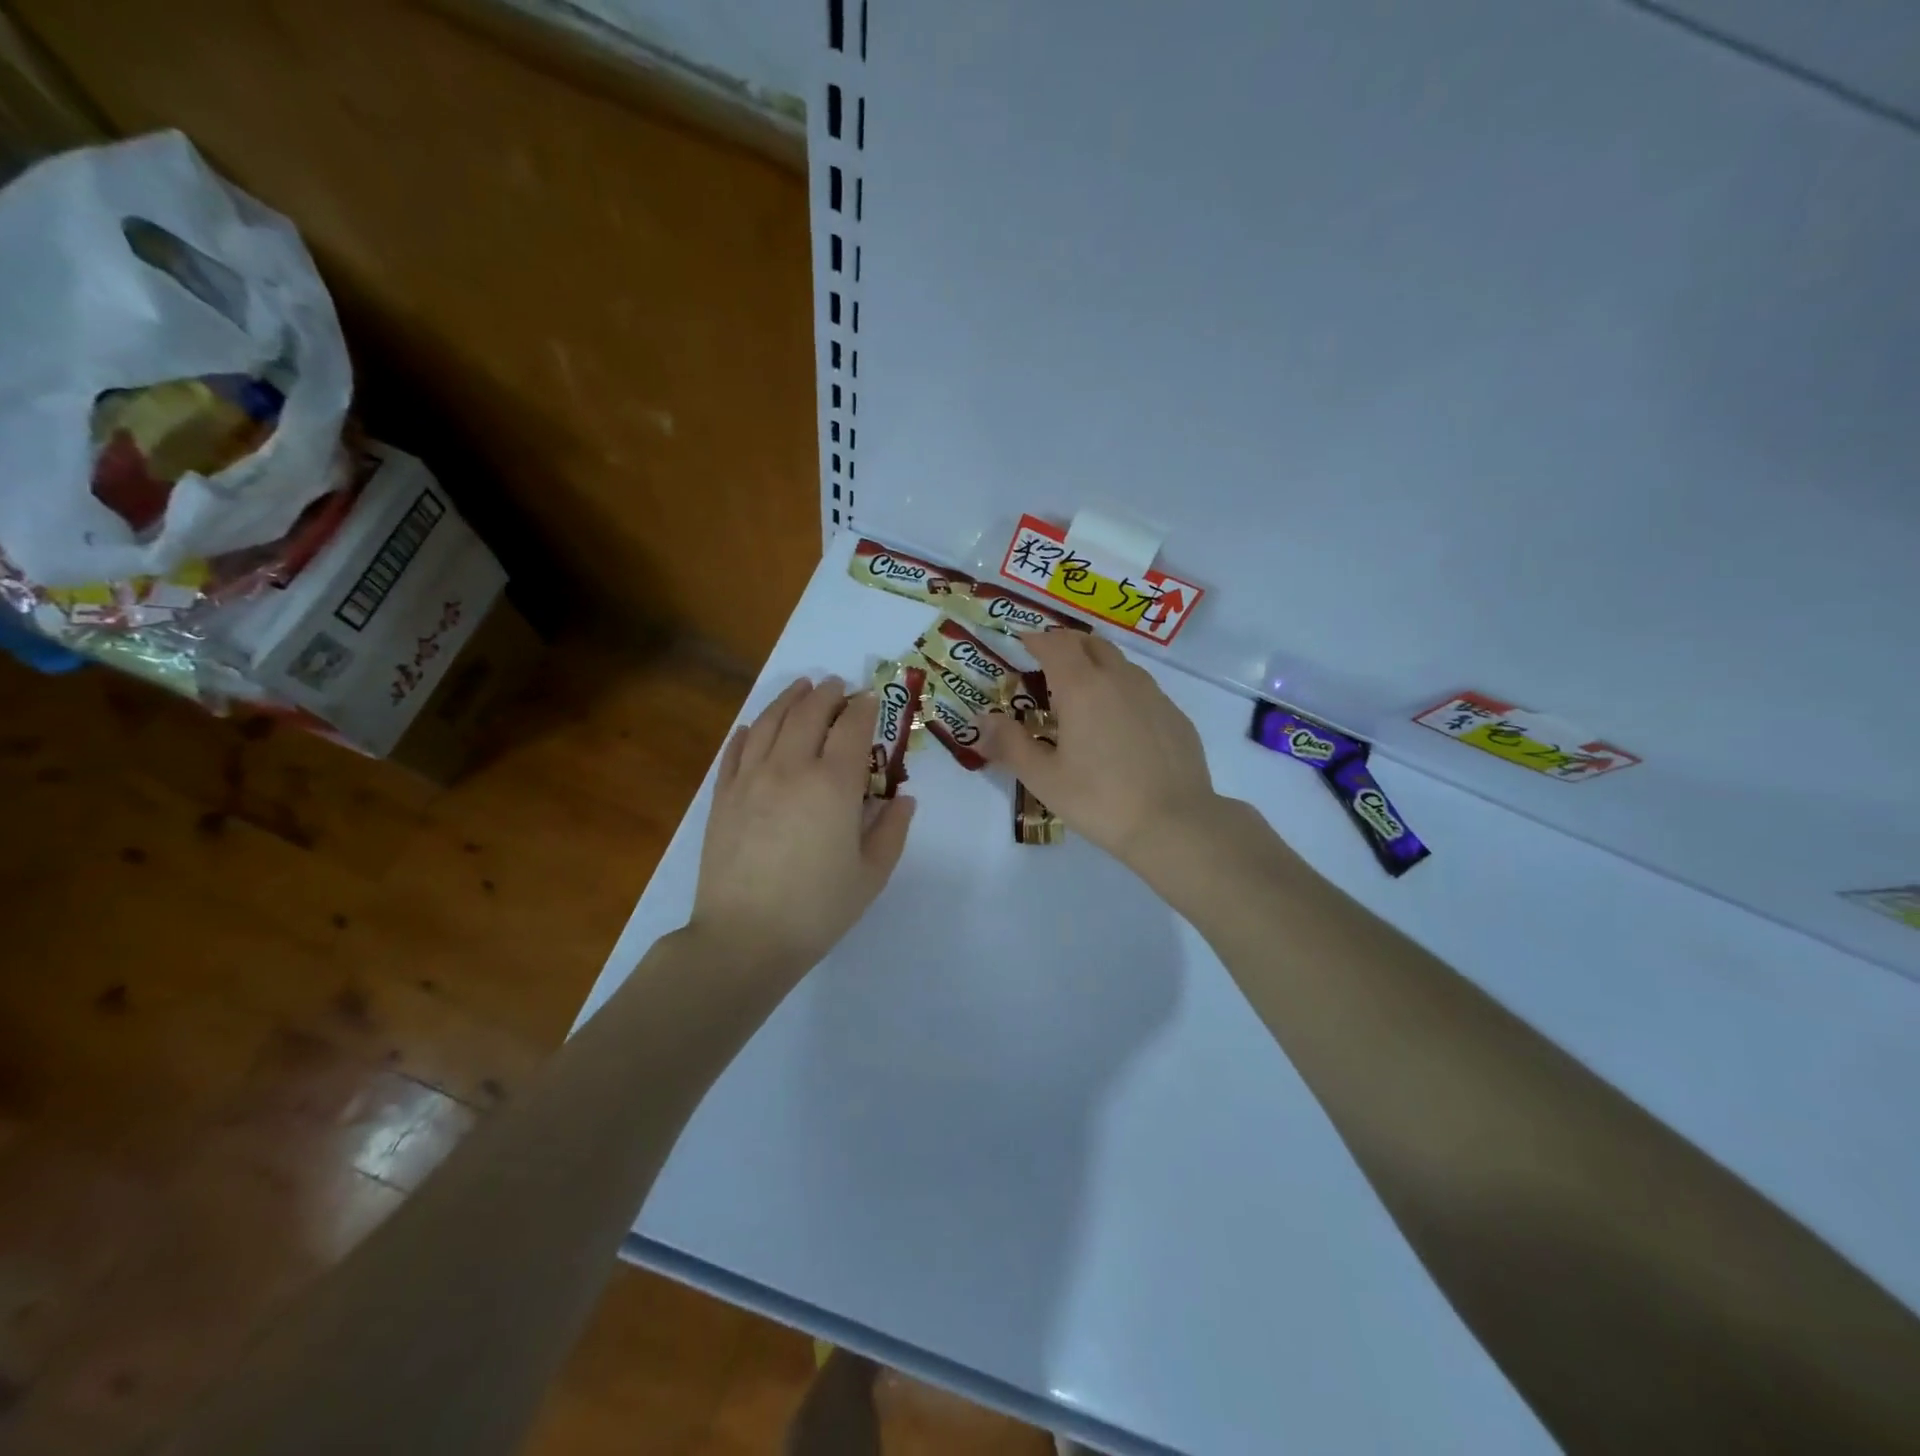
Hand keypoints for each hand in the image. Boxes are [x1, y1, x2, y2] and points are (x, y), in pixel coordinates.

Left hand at [689, 677, 915, 976]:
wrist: (744, 938)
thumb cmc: (817, 909)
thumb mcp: (871, 874)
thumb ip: (892, 830)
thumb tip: (902, 799)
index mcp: (833, 784)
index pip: (852, 727)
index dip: (865, 707)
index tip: (872, 699)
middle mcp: (790, 768)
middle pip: (809, 713)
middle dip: (828, 693)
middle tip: (839, 686)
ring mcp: (750, 778)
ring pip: (770, 721)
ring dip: (790, 699)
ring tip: (802, 687)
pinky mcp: (722, 796)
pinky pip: (736, 750)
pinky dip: (749, 730)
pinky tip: (755, 725)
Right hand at [978, 632, 1227, 877]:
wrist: (1174, 824)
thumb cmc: (1100, 800)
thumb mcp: (1044, 778)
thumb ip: (1010, 744)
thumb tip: (984, 720)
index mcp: (1082, 687)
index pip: (1055, 644)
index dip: (1035, 639)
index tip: (1021, 643)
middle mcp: (1119, 679)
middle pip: (1090, 643)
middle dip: (1066, 645)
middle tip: (1048, 664)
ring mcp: (1153, 694)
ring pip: (1120, 663)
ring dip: (1096, 665)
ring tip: (1082, 694)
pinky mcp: (1175, 715)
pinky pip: (1142, 689)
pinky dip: (1122, 691)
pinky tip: (1118, 725)